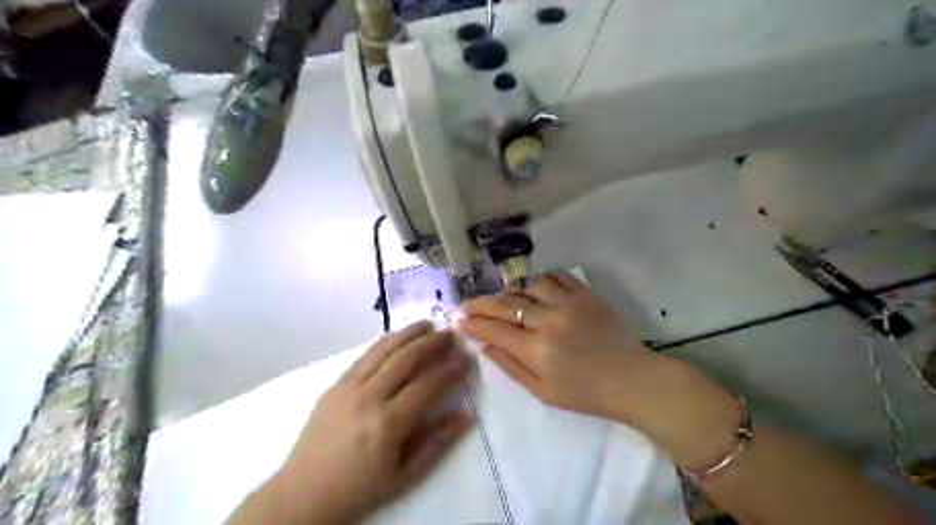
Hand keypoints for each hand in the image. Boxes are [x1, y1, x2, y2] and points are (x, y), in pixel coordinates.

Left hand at [258, 322, 470, 521]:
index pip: (428, 385)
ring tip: (428, 323)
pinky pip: (363, 356)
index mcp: (388, 423)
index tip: (467, 357)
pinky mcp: (335, 385)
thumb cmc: (360, 488)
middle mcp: (368, 398)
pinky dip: (383, 342)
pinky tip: (396, 336)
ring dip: (408, 334)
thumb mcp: (404, 475)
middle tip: (450, 333)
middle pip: (406, 359)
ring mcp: (348, 388)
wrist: (304, 493)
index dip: (451, 369)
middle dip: (432, 343)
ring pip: (384, 351)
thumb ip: (437, 442)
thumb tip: (466, 415)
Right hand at [459, 277, 738, 468]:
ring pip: (528, 284)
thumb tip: (484, 345)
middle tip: (467, 305)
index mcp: (537, 350)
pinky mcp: (585, 294)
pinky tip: (536, 289)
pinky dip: (540, 280)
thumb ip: (510, 366)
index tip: (460, 321)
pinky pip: (556, 277)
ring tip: (505, 300)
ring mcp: (568, 303)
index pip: (494, 329)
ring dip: (511, 291)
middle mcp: (549, 320)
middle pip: (505, 303)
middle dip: (480, 303)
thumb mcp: (543, 392)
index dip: (473, 324)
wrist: (632, 379)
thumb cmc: (586, 393)